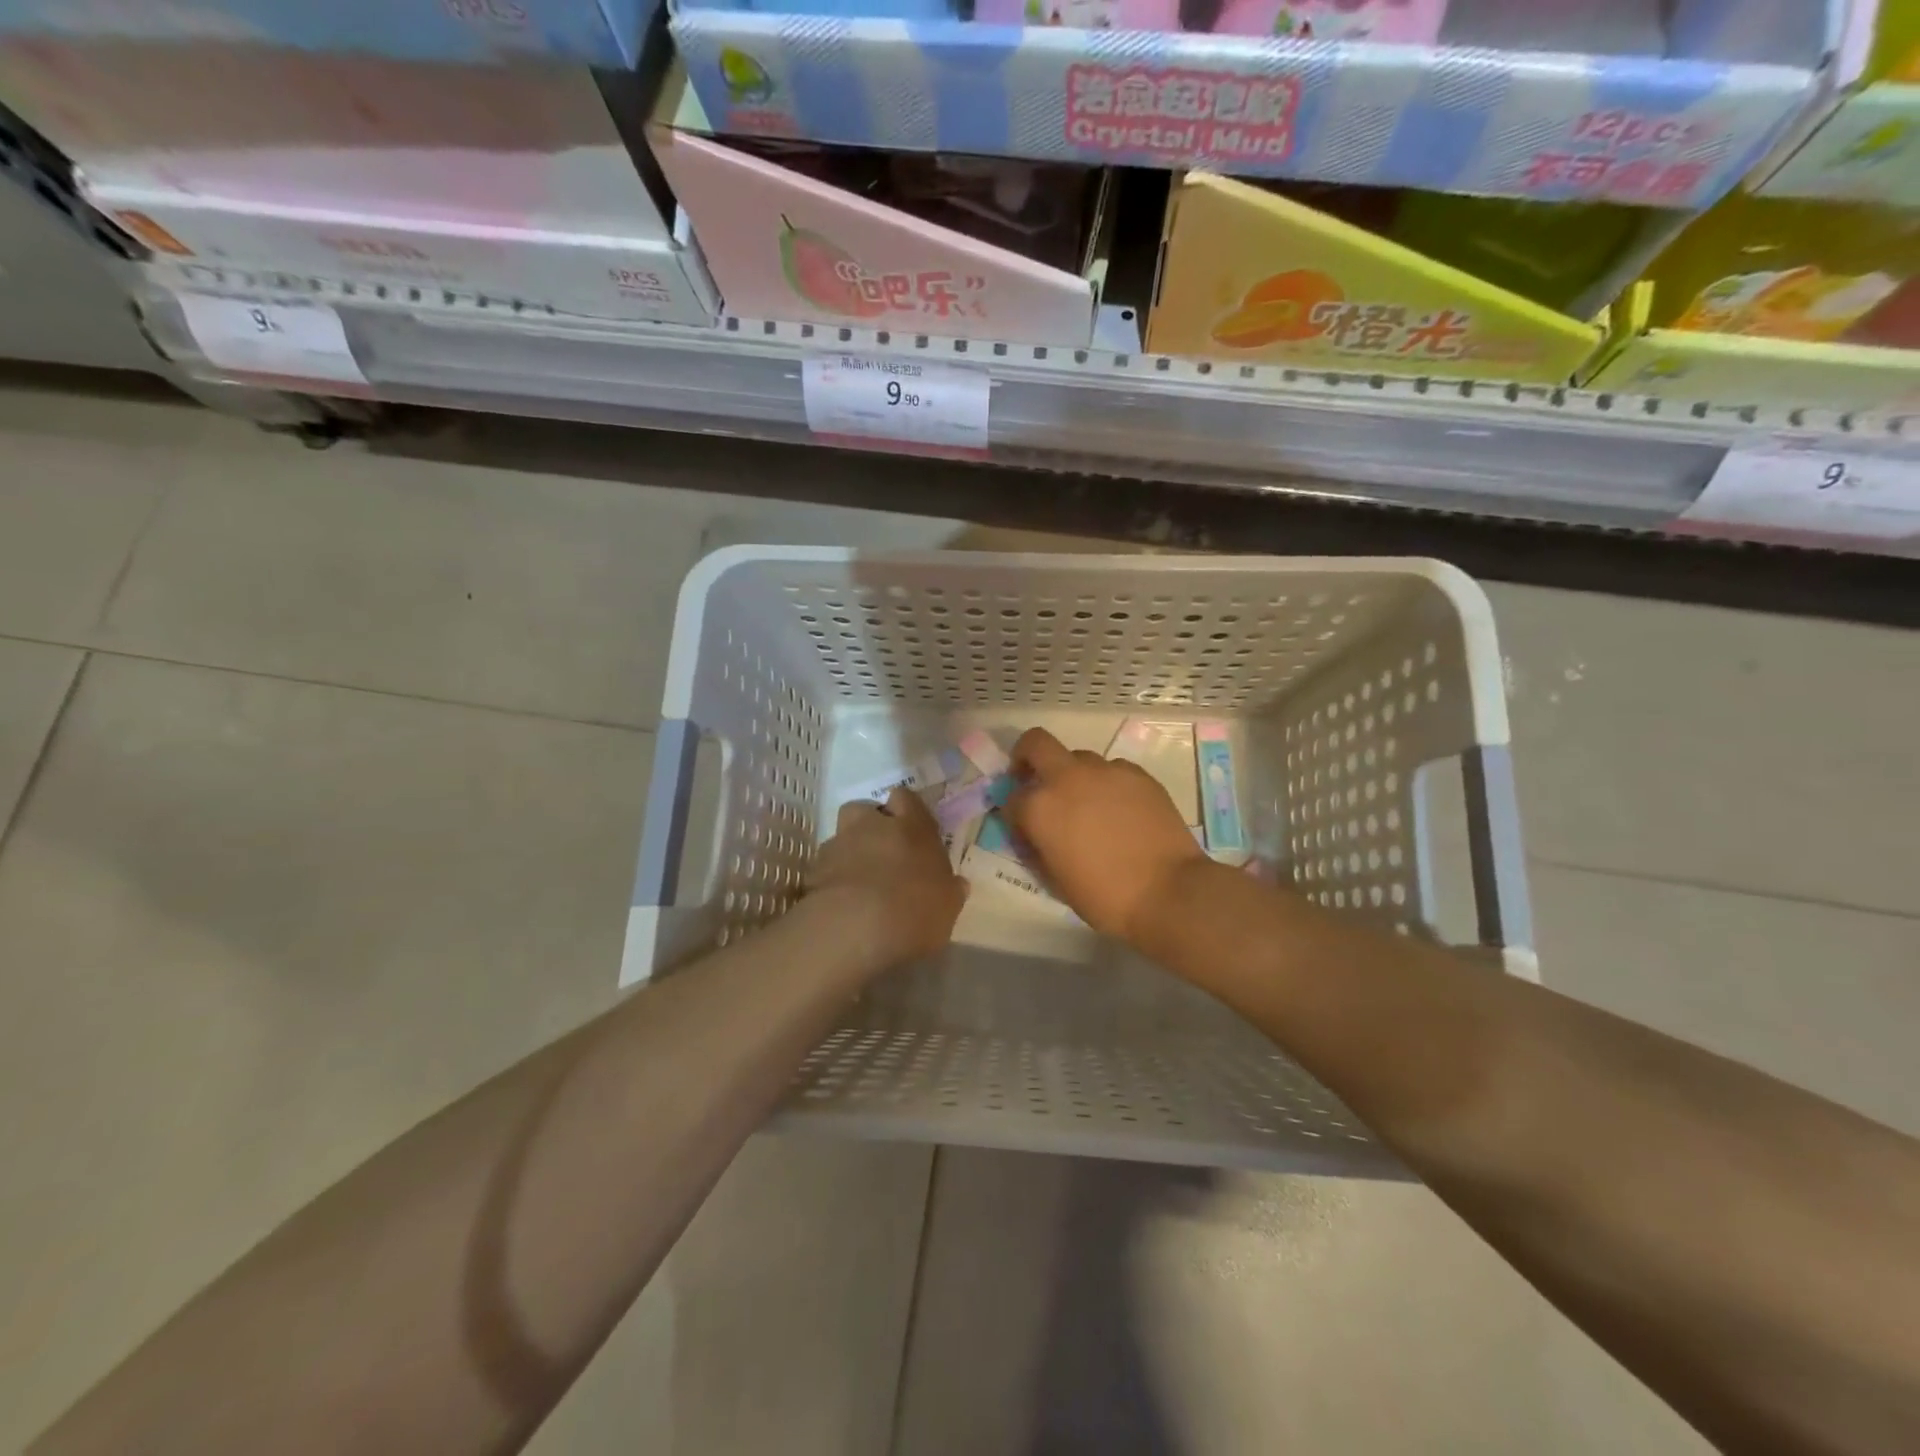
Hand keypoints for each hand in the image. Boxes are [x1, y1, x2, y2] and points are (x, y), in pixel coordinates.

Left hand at [808, 787, 966, 963]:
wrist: (856, 930)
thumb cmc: (915, 910)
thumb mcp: (948, 906)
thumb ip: (950, 891)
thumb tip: (956, 885)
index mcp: (911, 827)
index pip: (905, 798)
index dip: (907, 810)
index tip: (912, 830)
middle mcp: (872, 826)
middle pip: (863, 810)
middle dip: (869, 826)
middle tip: (882, 854)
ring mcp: (838, 846)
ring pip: (841, 838)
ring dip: (849, 853)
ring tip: (858, 884)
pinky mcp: (813, 871)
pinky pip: (824, 868)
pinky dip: (831, 879)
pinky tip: (840, 903)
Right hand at [1004, 727, 1205, 942]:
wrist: (1168, 892)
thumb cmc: (1104, 897)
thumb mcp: (1055, 879)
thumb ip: (1037, 847)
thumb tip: (1033, 834)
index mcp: (1040, 807)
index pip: (1012, 798)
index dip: (1015, 814)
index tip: (1025, 828)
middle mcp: (1067, 778)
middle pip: (1036, 743)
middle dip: (1028, 756)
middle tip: (1035, 779)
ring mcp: (1105, 771)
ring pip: (1078, 757)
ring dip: (1073, 774)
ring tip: (1088, 804)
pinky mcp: (1137, 774)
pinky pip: (1113, 769)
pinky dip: (1107, 783)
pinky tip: (1120, 809)